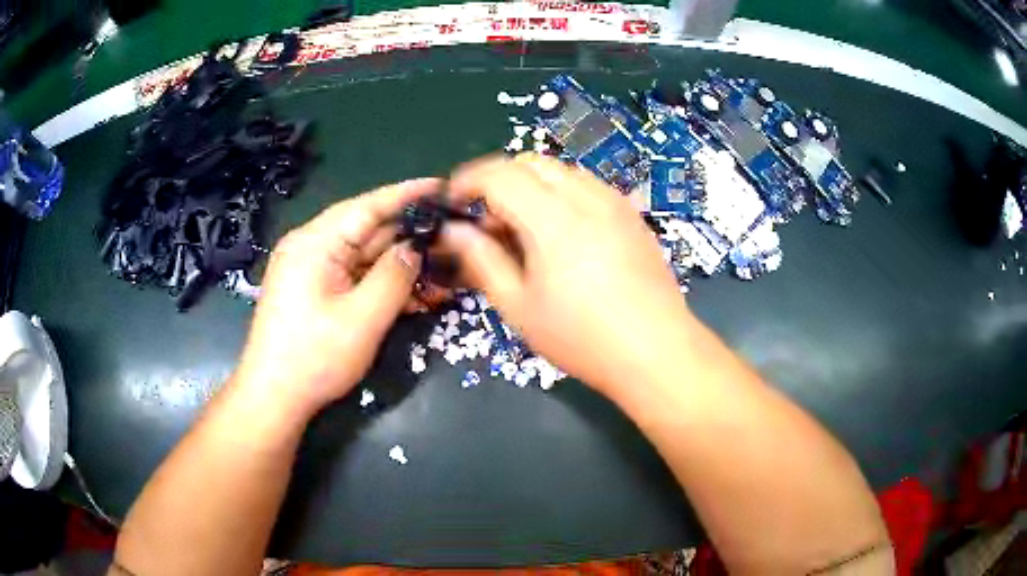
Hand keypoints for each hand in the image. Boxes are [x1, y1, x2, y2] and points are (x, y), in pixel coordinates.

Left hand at [232, 178, 439, 416]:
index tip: (441, 186)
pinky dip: (383, 285)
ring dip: (401, 267)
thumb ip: (394, 276)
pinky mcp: (316, 290)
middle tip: (452, 238)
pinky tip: (416, 296)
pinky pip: (355, 278)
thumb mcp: (362, 318)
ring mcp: (312, 270)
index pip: (367, 206)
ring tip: (443, 274)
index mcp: (316, 243)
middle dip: (410, 238)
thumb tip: (415, 247)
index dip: (406, 194)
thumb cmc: (314, 358)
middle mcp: (311, 247)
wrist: (274, 397)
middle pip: (368, 231)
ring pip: (365, 257)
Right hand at [440, 154, 692, 392]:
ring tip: (523, 226)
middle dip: (498, 178)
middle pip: (531, 162)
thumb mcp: (519, 307)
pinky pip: (587, 186)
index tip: (453, 201)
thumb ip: (482, 260)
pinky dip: (561, 194)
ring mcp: (614, 202)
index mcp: (553, 218)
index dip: (468, 180)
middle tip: (486, 217)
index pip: (499, 175)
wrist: (656, 350)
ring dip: (531, 185)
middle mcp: (586, 197)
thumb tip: (455, 230)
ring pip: (561, 171)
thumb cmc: (581, 337)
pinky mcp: (631, 215)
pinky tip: (561, 232)